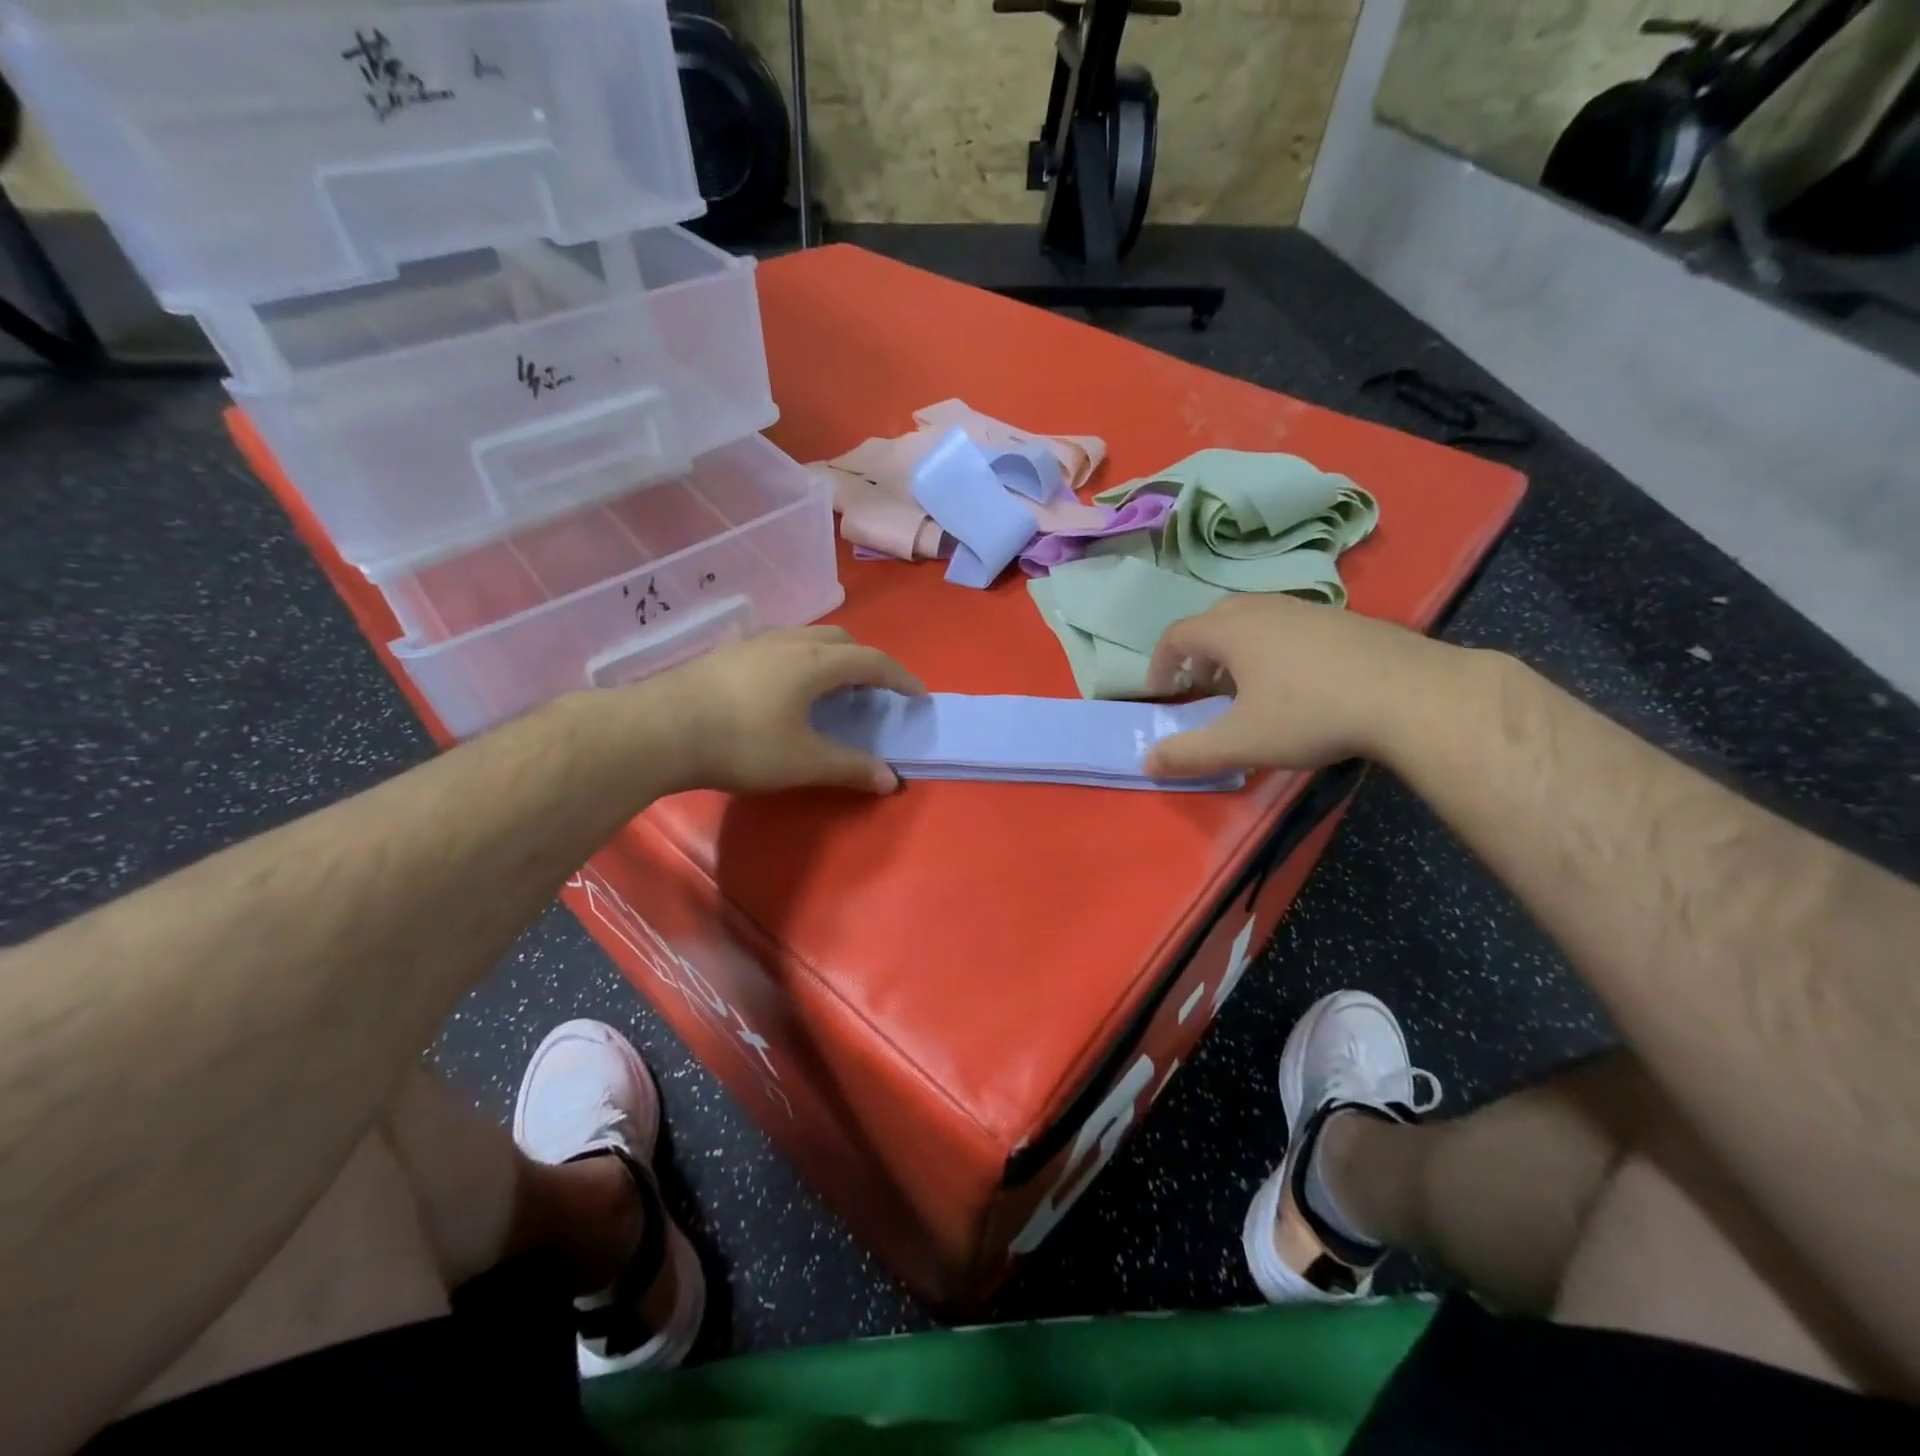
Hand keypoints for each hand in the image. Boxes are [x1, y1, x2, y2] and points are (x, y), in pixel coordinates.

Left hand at [656, 626, 923, 794]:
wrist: (659, 729)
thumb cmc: (742, 743)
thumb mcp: (803, 761)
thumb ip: (850, 767)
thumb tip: (891, 779)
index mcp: (816, 662)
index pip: (872, 661)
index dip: (901, 678)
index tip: (918, 696)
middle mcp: (790, 642)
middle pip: (842, 640)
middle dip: (866, 662)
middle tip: (872, 692)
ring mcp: (755, 643)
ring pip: (808, 638)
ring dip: (832, 658)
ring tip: (831, 690)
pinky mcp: (729, 653)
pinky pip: (782, 646)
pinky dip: (802, 661)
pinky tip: (785, 690)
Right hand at [1142, 596, 1453, 777]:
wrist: (1411, 695)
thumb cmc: (1311, 715)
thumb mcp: (1242, 743)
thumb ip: (1189, 753)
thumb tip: (1146, 762)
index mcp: (1232, 630)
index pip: (1177, 635)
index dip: (1160, 663)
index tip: (1160, 692)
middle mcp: (1265, 609)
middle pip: (1214, 618)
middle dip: (1199, 653)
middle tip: (1203, 687)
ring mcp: (1308, 609)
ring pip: (1255, 618)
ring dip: (1237, 648)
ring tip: (1249, 687)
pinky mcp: (1344, 620)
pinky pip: (1290, 625)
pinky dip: (1274, 647)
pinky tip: (1298, 682)